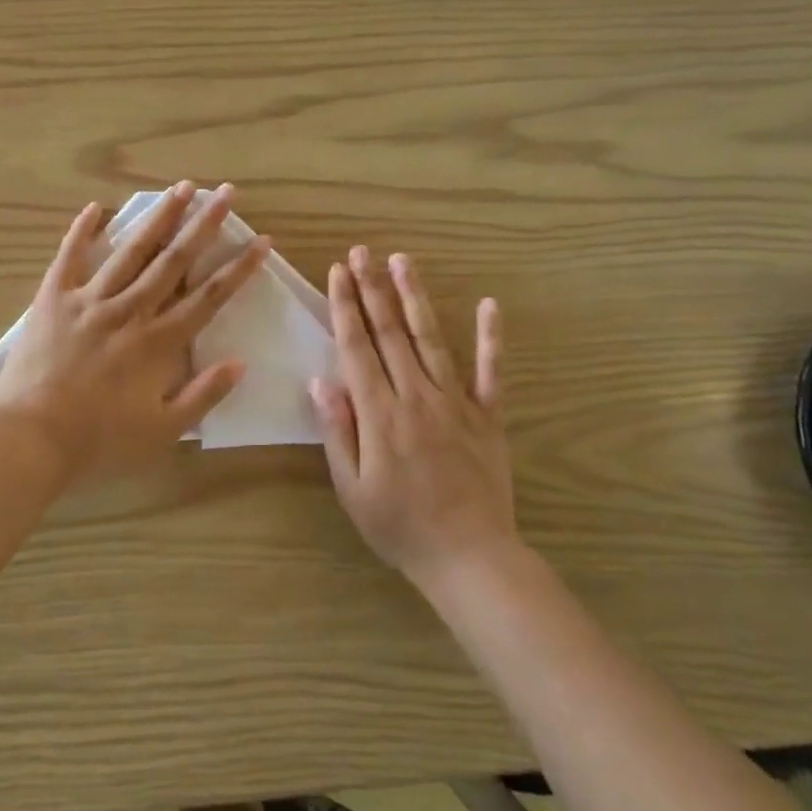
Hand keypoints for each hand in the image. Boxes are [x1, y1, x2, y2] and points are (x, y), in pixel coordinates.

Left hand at [0, 181, 269, 486]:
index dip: (238, 268)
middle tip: (226, 193)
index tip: (261, 241)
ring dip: (159, 217)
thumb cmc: (98, 441)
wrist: (29, 439)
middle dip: (204, 225)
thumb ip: (202, 395)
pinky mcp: (53, 299)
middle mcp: (129, 311)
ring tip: (181, 187)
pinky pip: (69, 257)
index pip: (208, 297)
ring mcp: (89, 300)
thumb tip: (239, 363)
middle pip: (173, 261)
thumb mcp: (162, 432)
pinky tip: (96, 207)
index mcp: (158, 343)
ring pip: (131, 250)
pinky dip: (82, 231)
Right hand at [311, 247, 515, 583]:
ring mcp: (457, 402)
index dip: (345, 307)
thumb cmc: (400, 526)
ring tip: (403, 261)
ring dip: (416, 297)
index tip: (337, 272)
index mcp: (380, 413)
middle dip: (373, 288)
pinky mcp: (488, 415)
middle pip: (390, 332)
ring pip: (432, 338)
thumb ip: (337, 430)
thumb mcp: (352, 488)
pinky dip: (490, 338)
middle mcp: (417, 396)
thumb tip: (321, 380)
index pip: (357, 347)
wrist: (469, 557)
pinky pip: (490, 371)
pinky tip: (489, 305)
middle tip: (362, 252)